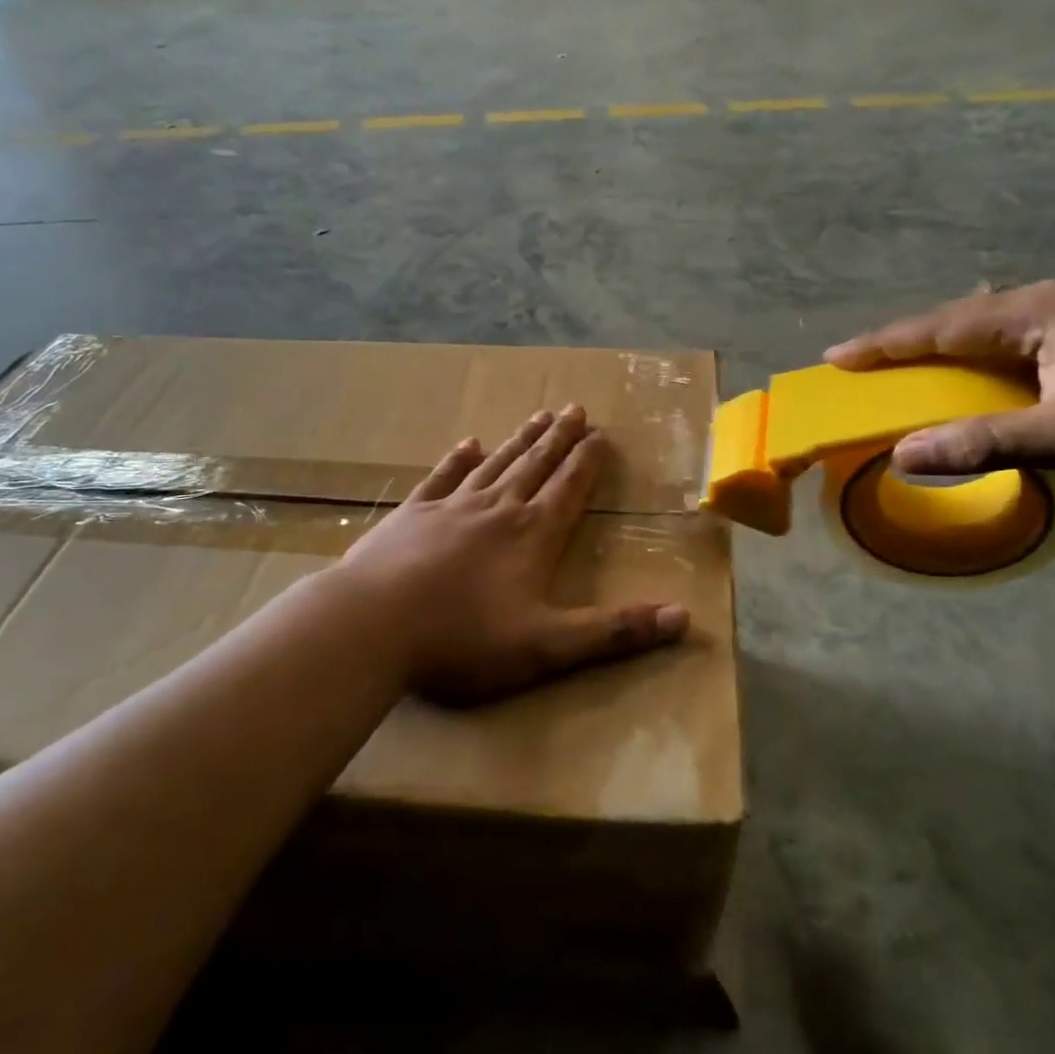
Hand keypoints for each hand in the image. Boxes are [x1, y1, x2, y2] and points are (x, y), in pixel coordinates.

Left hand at [334, 406, 690, 705]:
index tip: (601, 434)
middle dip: (559, 438)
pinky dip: (458, 460)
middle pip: (535, 465)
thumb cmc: (463, 639)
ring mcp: (450, 508)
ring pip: (495, 464)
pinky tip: (469, 444)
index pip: (569, 489)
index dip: (588, 462)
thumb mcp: (548, 646)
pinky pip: (442, 478)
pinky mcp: (411, 515)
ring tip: (539, 415)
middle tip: (575, 408)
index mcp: (532, 536)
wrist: (371, 626)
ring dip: (520, 440)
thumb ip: (615, 632)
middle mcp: (497, 510)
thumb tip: (683, 618)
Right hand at [826, 280, 1054, 490]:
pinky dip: (974, 363)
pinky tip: (968, 376)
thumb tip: (902, 454)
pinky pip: (1009, 346)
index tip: (835, 356)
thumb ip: (982, 443)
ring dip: (941, 351)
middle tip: (860, 365)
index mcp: (1038, 310)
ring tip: (902, 370)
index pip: (942, 326)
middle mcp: (1050, 303)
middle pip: (958, 320)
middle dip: (907, 343)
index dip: (885, 344)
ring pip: (984, 332)